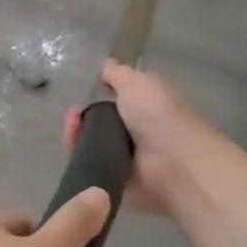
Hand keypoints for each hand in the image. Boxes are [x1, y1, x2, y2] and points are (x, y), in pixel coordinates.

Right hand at [64, 61, 208, 214]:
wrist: (173, 163)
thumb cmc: (159, 116)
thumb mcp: (138, 83)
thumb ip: (119, 74)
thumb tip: (107, 64)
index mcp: (143, 109)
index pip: (112, 102)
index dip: (95, 97)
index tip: (84, 94)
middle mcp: (133, 134)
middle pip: (95, 125)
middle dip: (81, 118)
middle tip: (74, 116)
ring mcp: (123, 160)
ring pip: (88, 146)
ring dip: (76, 135)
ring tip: (73, 129)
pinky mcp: (112, 182)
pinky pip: (88, 168)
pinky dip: (78, 159)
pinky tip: (74, 148)